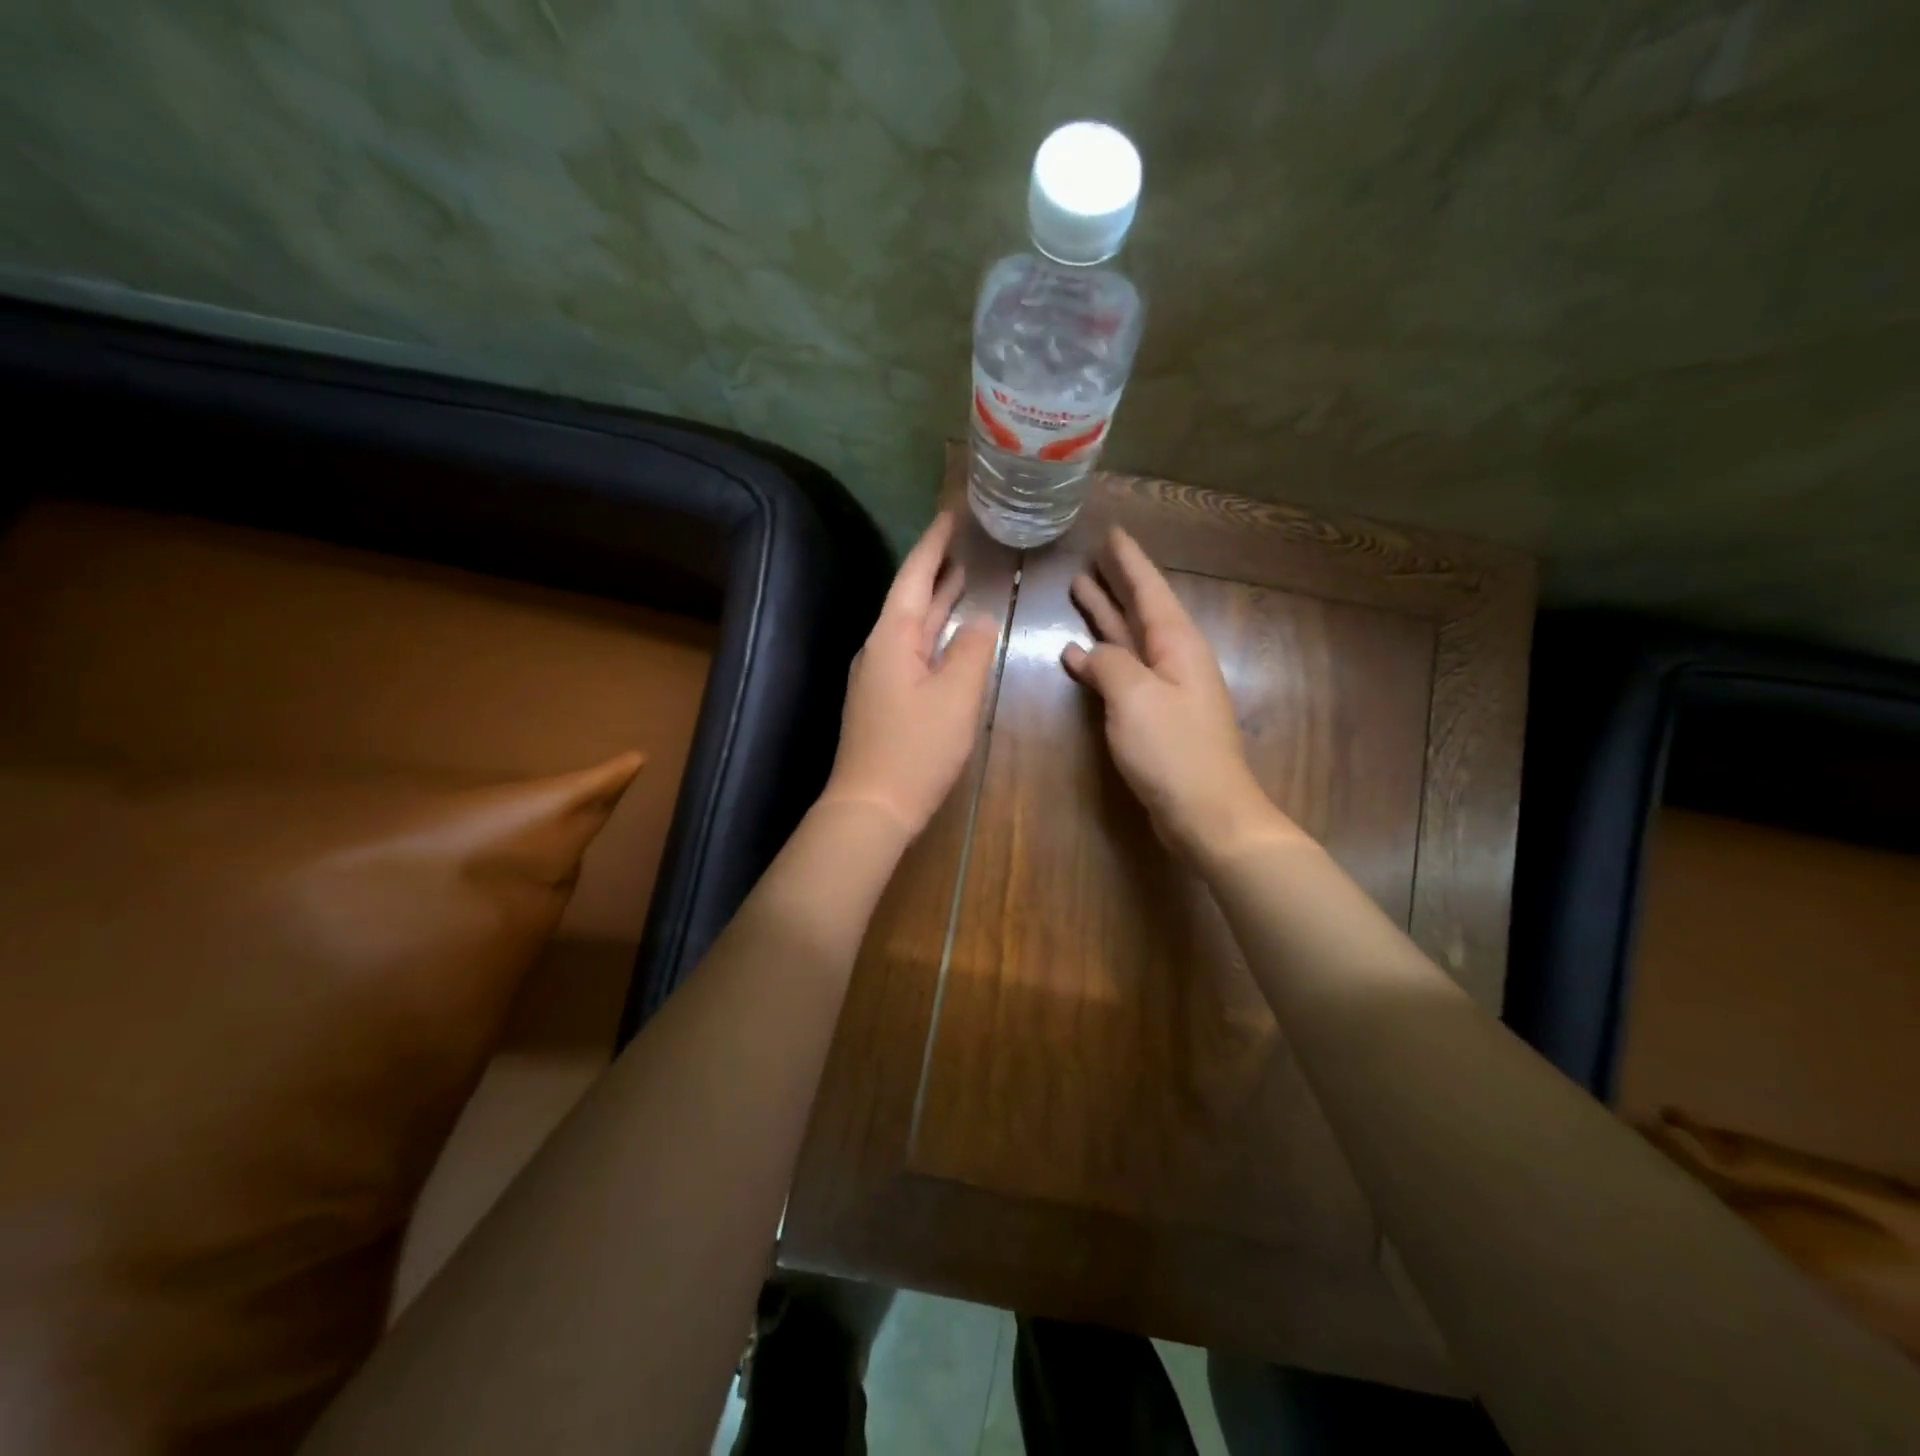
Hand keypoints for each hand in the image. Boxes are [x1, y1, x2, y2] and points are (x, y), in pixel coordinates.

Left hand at [820, 512, 999, 839]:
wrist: (872, 807)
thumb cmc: (915, 749)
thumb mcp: (955, 696)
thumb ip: (971, 651)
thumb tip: (980, 621)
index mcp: (892, 638)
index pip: (914, 577)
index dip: (933, 545)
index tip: (950, 515)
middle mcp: (880, 650)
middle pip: (910, 599)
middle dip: (936, 570)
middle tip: (962, 543)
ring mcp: (880, 677)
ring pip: (913, 629)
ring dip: (937, 604)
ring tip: (962, 578)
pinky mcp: (885, 702)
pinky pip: (914, 654)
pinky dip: (935, 637)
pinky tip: (952, 639)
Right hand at [1062, 526, 1300, 860]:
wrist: (1207, 812)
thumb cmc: (1173, 750)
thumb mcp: (1135, 697)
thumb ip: (1108, 664)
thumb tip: (1086, 653)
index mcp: (1177, 644)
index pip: (1151, 590)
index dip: (1130, 562)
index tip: (1113, 533)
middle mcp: (1174, 659)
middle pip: (1141, 611)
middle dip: (1116, 584)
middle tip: (1090, 558)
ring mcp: (1165, 689)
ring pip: (1130, 640)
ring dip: (1106, 617)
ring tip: (1079, 591)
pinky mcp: (1155, 717)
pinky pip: (1123, 674)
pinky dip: (1100, 661)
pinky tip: (1076, 656)